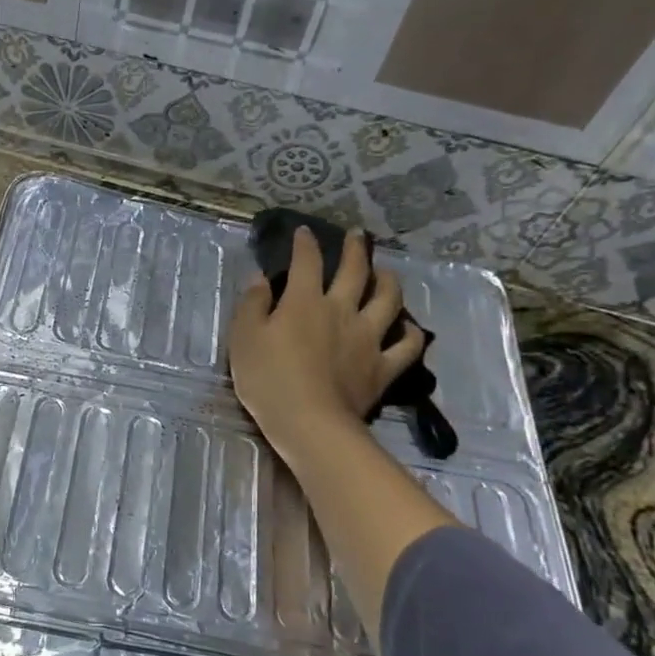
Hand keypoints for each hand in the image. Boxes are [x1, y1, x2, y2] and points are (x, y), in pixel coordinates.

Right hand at [229, 227, 425, 467]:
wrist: (309, 423)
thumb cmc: (268, 379)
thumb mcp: (243, 338)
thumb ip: (252, 304)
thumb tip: (261, 279)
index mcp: (304, 301)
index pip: (307, 261)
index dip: (305, 243)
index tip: (304, 232)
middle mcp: (341, 310)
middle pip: (355, 271)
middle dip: (355, 249)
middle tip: (358, 236)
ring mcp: (368, 338)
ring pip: (389, 300)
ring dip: (389, 282)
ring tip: (387, 274)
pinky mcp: (384, 367)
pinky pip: (407, 345)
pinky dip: (411, 333)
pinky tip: (408, 328)